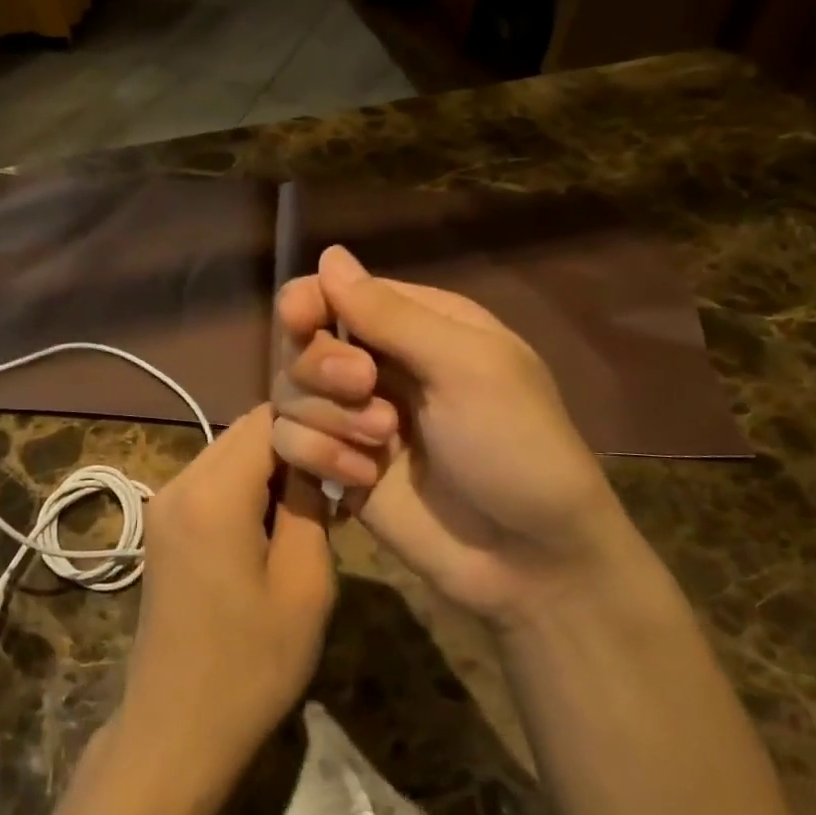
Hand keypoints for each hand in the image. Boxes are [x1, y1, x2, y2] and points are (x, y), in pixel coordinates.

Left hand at [119, 406, 333, 794]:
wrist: (176, 727)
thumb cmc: (251, 665)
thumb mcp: (305, 585)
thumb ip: (311, 506)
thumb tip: (316, 460)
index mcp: (213, 493)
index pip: (269, 419)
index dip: (316, 425)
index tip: (353, 452)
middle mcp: (179, 483)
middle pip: (244, 432)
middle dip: (294, 445)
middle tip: (340, 480)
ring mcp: (163, 503)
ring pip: (228, 455)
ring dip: (271, 469)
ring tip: (314, 507)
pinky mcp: (162, 526)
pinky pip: (211, 483)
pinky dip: (246, 489)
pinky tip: (275, 526)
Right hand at [271, 245, 641, 629]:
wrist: (528, 559)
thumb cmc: (516, 447)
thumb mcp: (467, 367)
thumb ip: (392, 315)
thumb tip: (328, 255)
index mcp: (417, 326)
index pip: (337, 292)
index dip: (309, 302)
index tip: (301, 321)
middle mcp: (378, 364)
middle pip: (302, 341)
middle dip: (323, 366)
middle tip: (365, 387)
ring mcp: (353, 417)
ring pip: (288, 391)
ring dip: (327, 416)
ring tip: (382, 444)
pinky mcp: (336, 465)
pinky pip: (288, 441)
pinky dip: (319, 455)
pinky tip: (362, 479)